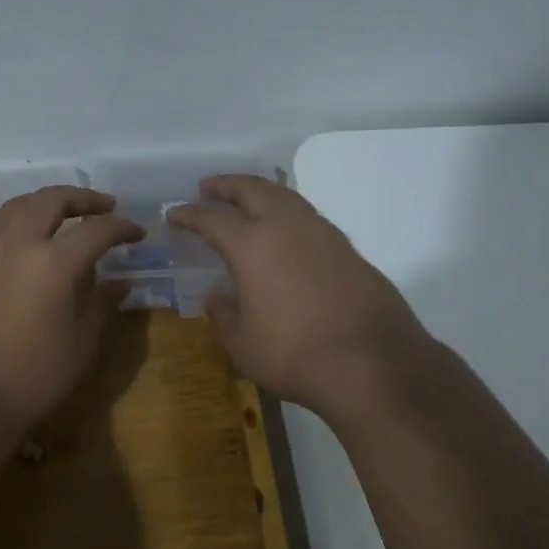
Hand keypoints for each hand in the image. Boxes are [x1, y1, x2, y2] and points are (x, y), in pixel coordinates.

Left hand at [0, 187, 143, 429]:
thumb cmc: (34, 374)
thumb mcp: (82, 341)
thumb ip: (102, 303)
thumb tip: (120, 282)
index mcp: (53, 262)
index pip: (97, 230)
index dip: (122, 228)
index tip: (137, 234)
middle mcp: (17, 242)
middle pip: (52, 199)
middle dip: (83, 198)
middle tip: (104, 207)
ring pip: (19, 205)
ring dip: (47, 203)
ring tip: (65, 214)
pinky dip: (18, 220)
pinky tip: (26, 238)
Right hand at [168, 176, 429, 419]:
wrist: (374, 363)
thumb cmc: (295, 354)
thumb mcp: (243, 345)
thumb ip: (223, 315)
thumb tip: (217, 296)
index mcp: (251, 244)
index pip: (211, 218)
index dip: (189, 215)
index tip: (175, 215)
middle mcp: (286, 226)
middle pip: (252, 189)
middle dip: (226, 185)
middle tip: (208, 187)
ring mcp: (322, 233)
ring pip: (285, 196)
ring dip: (260, 192)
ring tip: (246, 200)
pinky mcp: (347, 248)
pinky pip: (307, 215)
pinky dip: (286, 211)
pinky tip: (284, 230)